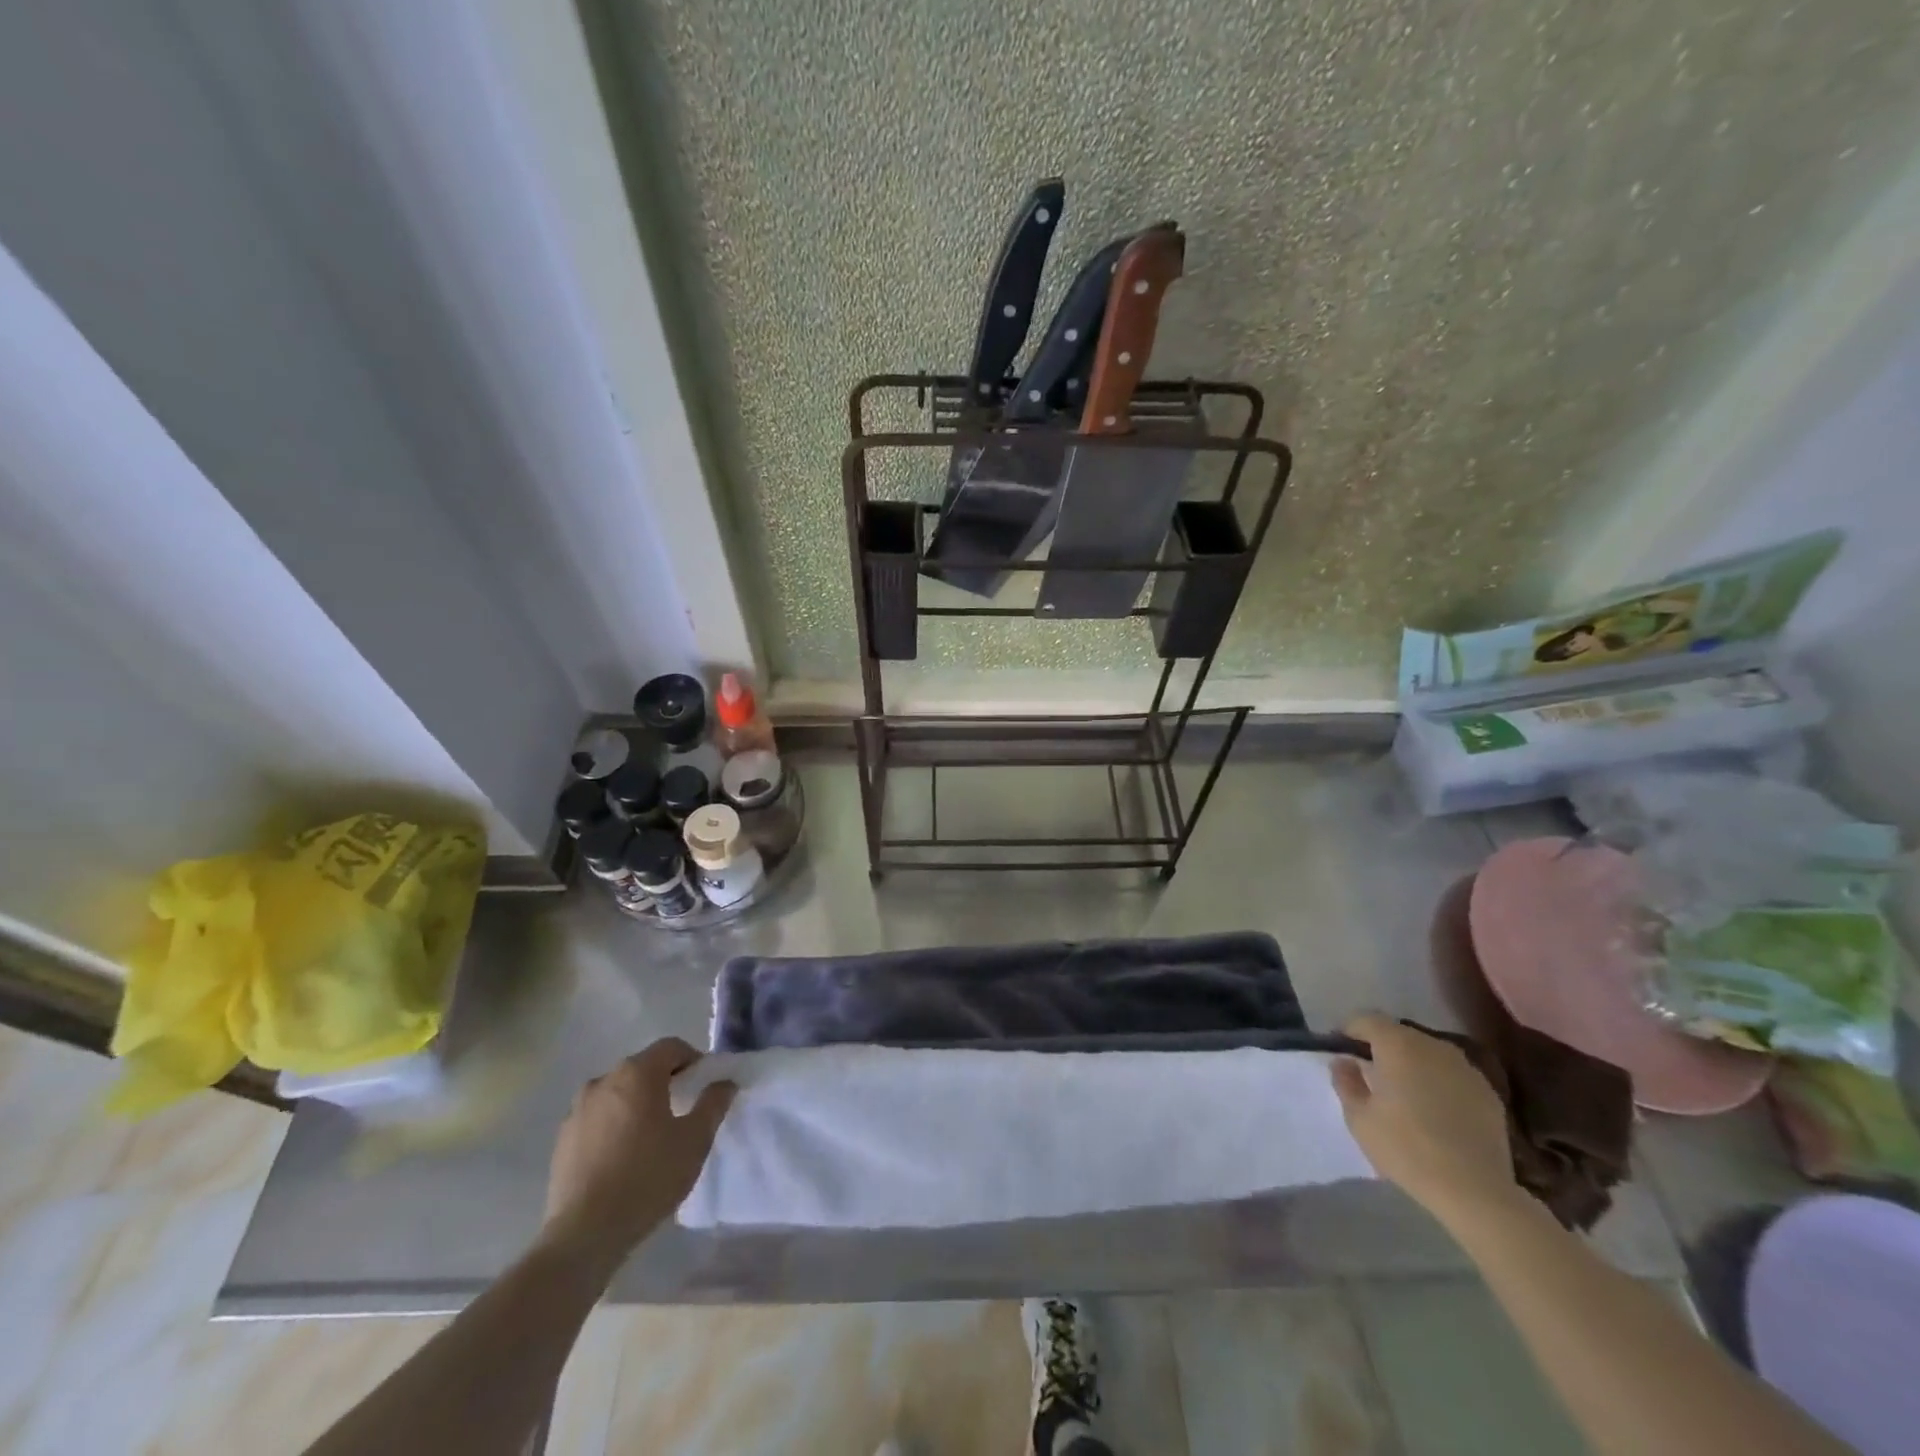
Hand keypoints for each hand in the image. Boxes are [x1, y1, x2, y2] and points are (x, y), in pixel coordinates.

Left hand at [541, 1038, 735, 1271]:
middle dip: (665, 1082)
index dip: (693, 1060)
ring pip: (617, 1093)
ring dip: (636, 1103)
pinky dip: (613, 1125)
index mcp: (637, 1073)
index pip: (671, 1047)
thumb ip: (713, 1103)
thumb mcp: (695, 1140)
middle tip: (682, 1111)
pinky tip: (622, 1158)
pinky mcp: (562, 1139)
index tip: (704, 1086)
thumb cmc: (648, 1177)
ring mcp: (577, 1110)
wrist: (585, 1233)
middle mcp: (603, 1080)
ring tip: (651, 1137)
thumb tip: (724, 1082)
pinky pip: (597, 1118)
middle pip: (642, 1068)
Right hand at [1331, 1012, 1518, 1228]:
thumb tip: (1344, 1061)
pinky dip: (1439, 1083)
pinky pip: (1452, 1075)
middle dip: (1381, 1048)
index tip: (1341, 1051)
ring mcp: (1466, 1068)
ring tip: (1405, 1093)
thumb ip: (1346, 1081)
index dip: (1349, 1031)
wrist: (1475, 1191)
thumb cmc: (1407, 1149)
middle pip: (1399, 1034)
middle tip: (1370, 1075)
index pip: (1366, 1020)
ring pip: (1428, 1054)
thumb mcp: (1359, 1118)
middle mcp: (1433, 1046)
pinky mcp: (1488, 1093)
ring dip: (1412, 1064)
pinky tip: (1436, 1112)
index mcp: (1398, 1045)